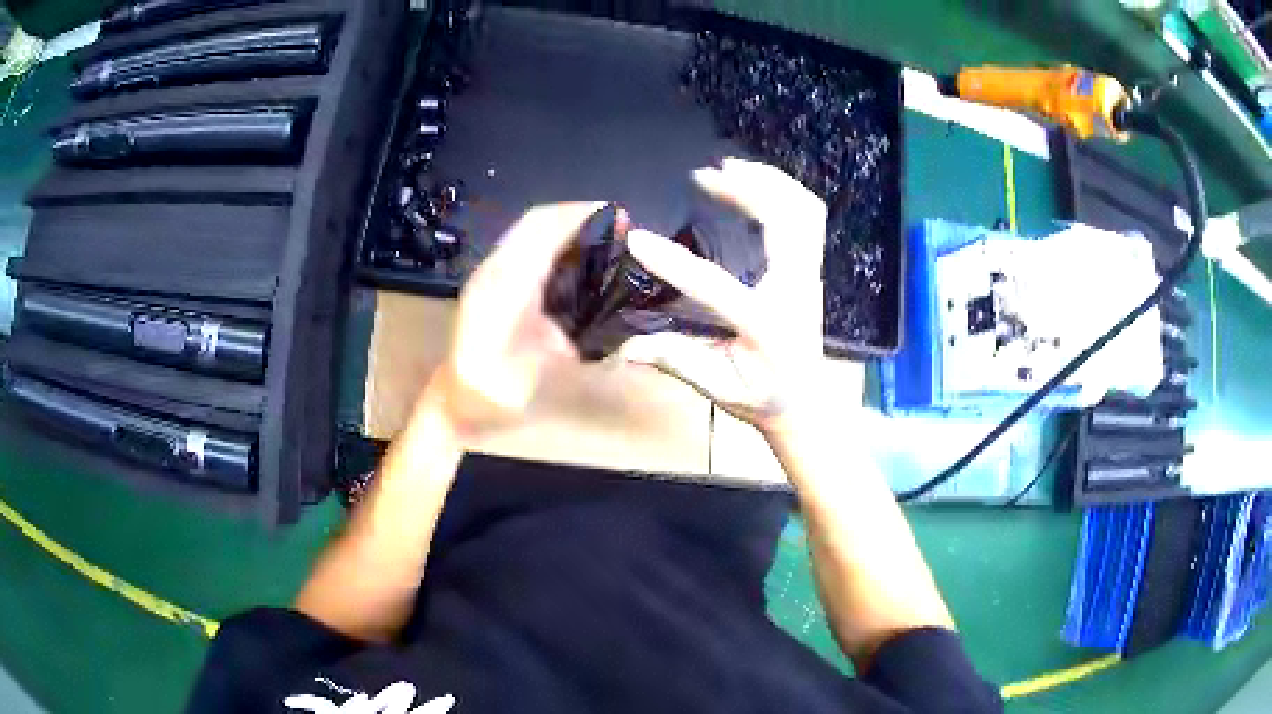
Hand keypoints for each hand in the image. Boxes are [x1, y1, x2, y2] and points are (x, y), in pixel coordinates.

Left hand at [426, 202, 602, 438]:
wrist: (457, 401)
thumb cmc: (500, 394)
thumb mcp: (547, 373)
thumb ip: (584, 340)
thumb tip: (625, 319)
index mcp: (505, 286)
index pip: (542, 228)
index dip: (580, 215)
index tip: (619, 217)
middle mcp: (494, 269)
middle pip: (536, 221)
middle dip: (579, 215)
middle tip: (621, 225)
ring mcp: (488, 272)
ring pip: (529, 230)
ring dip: (568, 225)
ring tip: (606, 234)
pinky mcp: (490, 280)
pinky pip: (525, 246)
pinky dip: (555, 240)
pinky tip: (580, 255)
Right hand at [619, 158, 827, 431]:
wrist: (806, 402)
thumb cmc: (762, 399)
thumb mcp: (717, 389)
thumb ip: (674, 360)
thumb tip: (624, 345)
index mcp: (767, 326)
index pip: (715, 286)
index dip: (672, 262)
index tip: (636, 239)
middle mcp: (795, 291)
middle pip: (786, 222)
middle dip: (746, 189)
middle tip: (704, 174)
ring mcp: (808, 276)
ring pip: (803, 211)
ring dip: (769, 181)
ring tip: (728, 166)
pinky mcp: (810, 268)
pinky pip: (808, 216)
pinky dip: (784, 190)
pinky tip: (753, 182)